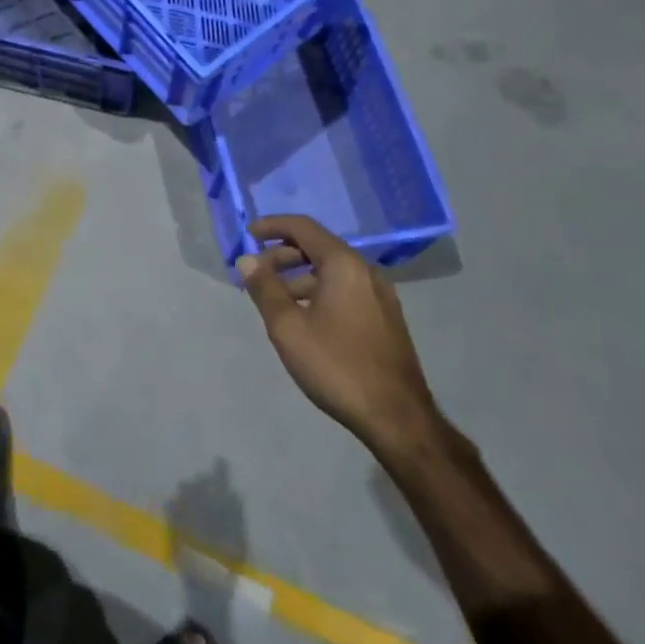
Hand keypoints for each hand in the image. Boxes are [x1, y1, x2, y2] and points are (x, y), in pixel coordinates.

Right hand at [238, 215, 443, 462]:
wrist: (397, 417)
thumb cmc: (336, 365)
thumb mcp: (288, 327)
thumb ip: (265, 289)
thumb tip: (247, 260)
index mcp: (344, 266)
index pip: (304, 228)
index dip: (273, 226)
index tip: (248, 233)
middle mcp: (366, 272)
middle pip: (318, 248)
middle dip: (282, 255)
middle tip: (256, 273)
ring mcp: (380, 296)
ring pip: (332, 271)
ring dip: (299, 277)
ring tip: (274, 300)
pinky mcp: (385, 318)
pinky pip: (345, 290)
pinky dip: (319, 291)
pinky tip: (304, 318)